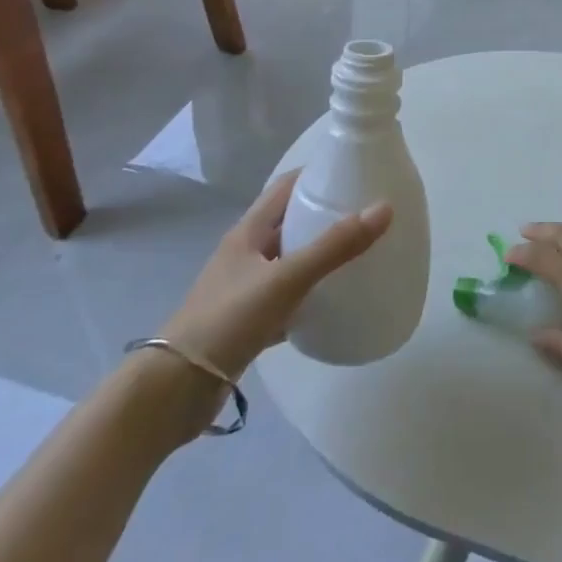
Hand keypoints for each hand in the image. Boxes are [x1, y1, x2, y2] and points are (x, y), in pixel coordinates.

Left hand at [159, 170, 392, 380]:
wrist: (176, 389)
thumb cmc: (228, 320)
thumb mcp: (286, 278)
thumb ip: (334, 246)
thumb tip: (385, 208)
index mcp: (248, 232)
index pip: (285, 187)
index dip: (317, 174)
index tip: (355, 172)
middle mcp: (245, 254)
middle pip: (290, 222)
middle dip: (325, 214)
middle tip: (367, 213)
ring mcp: (246, 289)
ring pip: (290, 261)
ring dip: (320, 254)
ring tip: (360, 253)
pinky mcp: (249, 322)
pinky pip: (289, 299)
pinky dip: (311, 295)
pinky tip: (335, 302)